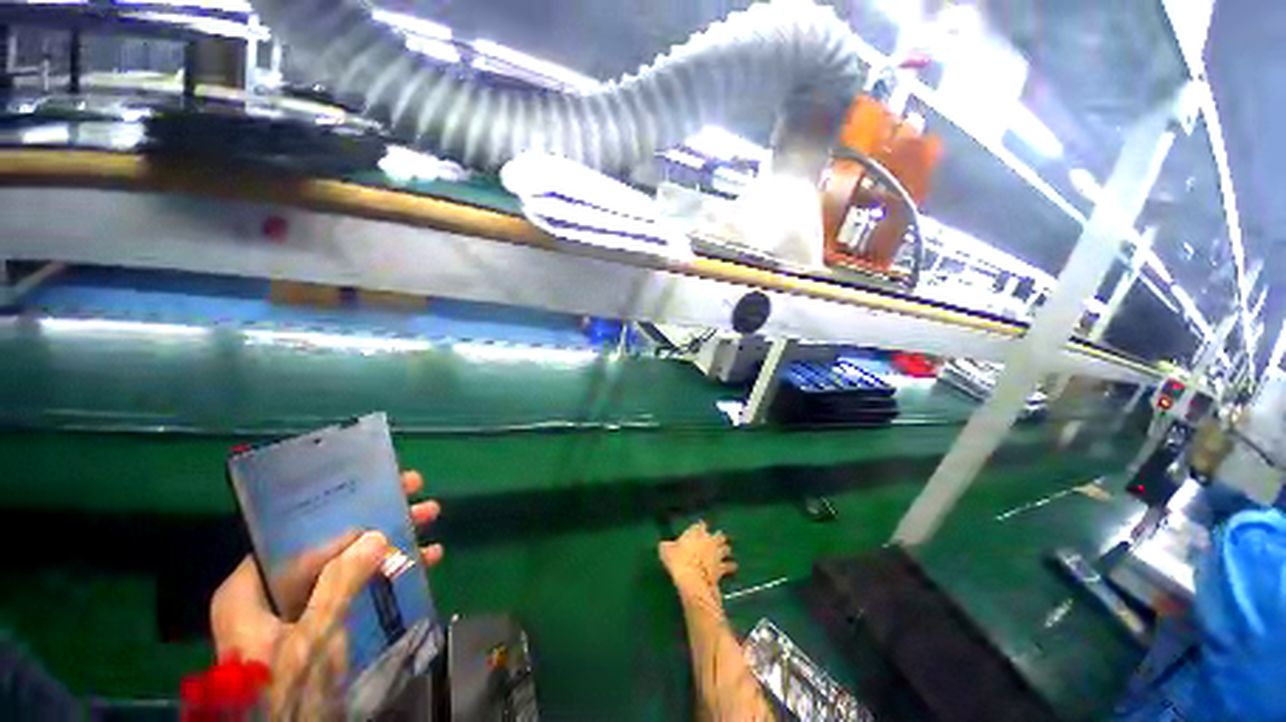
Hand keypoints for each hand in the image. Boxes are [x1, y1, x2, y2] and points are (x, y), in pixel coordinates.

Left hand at [209, 471, 441, 716]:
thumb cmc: (285, 690)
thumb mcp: (312, 638)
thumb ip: (339, 584)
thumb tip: (376, 535)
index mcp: (250, 591)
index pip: (298, 535)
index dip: (344, 509)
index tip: (384, 488)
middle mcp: (273, 597)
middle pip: (331, 547)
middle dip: (380, 523)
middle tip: (420, 501)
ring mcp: (299, 615)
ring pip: (349, 568)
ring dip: (393, 546)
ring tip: (433, 524)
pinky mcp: (323, 632)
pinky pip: (357, 593)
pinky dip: (389, 578)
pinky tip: (424, 565)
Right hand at [659, 521, 736, 598]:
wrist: (692, 580)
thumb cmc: (678, 561)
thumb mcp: (666, 551)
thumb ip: (666, 546)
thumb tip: (663, 545)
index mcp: (696, 532)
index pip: (701, 525)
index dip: (700, 527)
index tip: (700, 527)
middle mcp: (709, 540)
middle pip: (718, 535)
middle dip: (718, 536)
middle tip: (718, 537)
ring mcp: (717, 554)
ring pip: (726, 548)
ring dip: (726, 549)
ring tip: (727, 550)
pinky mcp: (722, 568)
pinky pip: (729, 566)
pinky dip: (731, 566)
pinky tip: (733, 566)